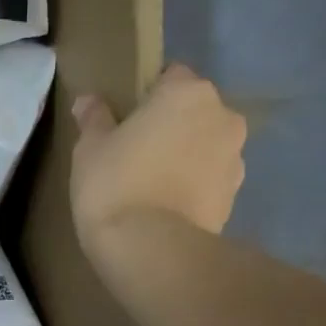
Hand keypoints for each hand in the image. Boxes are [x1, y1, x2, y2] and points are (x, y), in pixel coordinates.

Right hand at [69, 64, 247, 247]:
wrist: (151, 249)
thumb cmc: (115, 184)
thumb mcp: (90, 148)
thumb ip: (94, 119)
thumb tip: (89, 101)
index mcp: (187, 93)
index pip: (170, 76)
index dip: (147, 94)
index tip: (124, 118)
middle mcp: (223, 117)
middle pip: (194, 110)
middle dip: (171, 124)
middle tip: (136, 150)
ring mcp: (235, 158)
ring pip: (206, 145)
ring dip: (186, 155)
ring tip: (151, 182)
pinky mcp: (235, 196)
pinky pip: (210, 178)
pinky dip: (193, 185)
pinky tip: (165, 205)